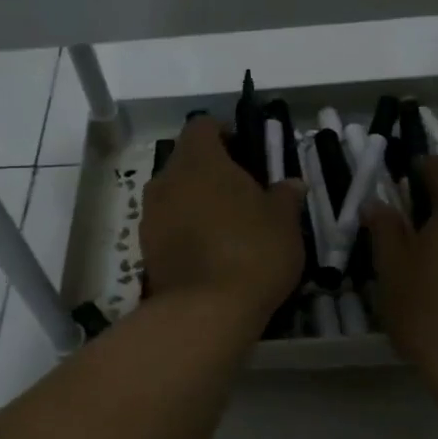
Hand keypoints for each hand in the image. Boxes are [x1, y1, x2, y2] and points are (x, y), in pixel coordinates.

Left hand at [140, 118, 306, 327]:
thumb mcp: (284, 221)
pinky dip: (186, 230)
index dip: (224, 133)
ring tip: (227, 226)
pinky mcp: (145, 249)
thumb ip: (286, 196)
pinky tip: (211, 252)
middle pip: (186, 161)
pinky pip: (168, 226)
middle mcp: (166, 179)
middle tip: (243, 192)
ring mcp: (151, 215)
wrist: (205, 312)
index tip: (246, 152)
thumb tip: (292, 184)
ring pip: (175, 194)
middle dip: (211, 171)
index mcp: (199, 160)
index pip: (202, 126)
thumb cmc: (252, 251)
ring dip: (197, 201)